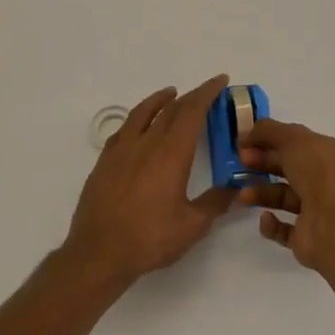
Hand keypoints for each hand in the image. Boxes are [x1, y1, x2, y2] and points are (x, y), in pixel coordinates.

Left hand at [63, 75, 235, 287]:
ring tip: (171, 94)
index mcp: (171, 154)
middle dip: (191, 96)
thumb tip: (235, 187)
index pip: (192, 112)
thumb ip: (215, 203)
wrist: (98, 253)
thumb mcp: (192, 226)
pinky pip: (124, 129)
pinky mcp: (104, 162)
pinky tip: (139, 125)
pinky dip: (137, 118)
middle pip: (171, 109)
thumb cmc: (149, 239)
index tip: (220, 80)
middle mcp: (146, 144)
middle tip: (206, 92)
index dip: (207, 93)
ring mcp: (121, 151)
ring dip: (160, 100)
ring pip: (143, 113)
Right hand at [238, 119, 334, 270]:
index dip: (274, 139)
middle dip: (265, 163)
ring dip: (262, 193)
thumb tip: (247, 132)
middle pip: (292, 169)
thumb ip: (269, 131)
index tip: (247, 141)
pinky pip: (286, 229)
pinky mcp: (310, 237)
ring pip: (286, 198)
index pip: (303, 143)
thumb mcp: (294, 138)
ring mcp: (323, 211)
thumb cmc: (321, 173)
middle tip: (241, 162)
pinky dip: (272, 223)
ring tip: (243, 195)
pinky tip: (265, 218)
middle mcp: (333, 182)